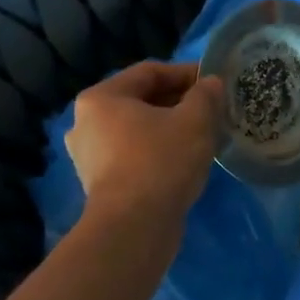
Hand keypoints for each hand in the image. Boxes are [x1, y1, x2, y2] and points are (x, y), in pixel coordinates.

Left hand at [66, 62, 223, 226]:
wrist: (134, 227)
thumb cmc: (161, 162)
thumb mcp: (195, 121)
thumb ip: (205, 95)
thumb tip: (210, 83)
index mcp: (101, 98)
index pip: (149, 72)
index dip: (185, 73)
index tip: (214, 82)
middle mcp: (86, 122)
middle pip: (140, 101)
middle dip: (178, 102)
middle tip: (211, 109)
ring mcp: (89, 156)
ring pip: (138, 130)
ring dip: (170, 128)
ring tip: (202, 135)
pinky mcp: (100, 184)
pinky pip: (134, 155)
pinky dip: (158, 151)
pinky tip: (184, 161)